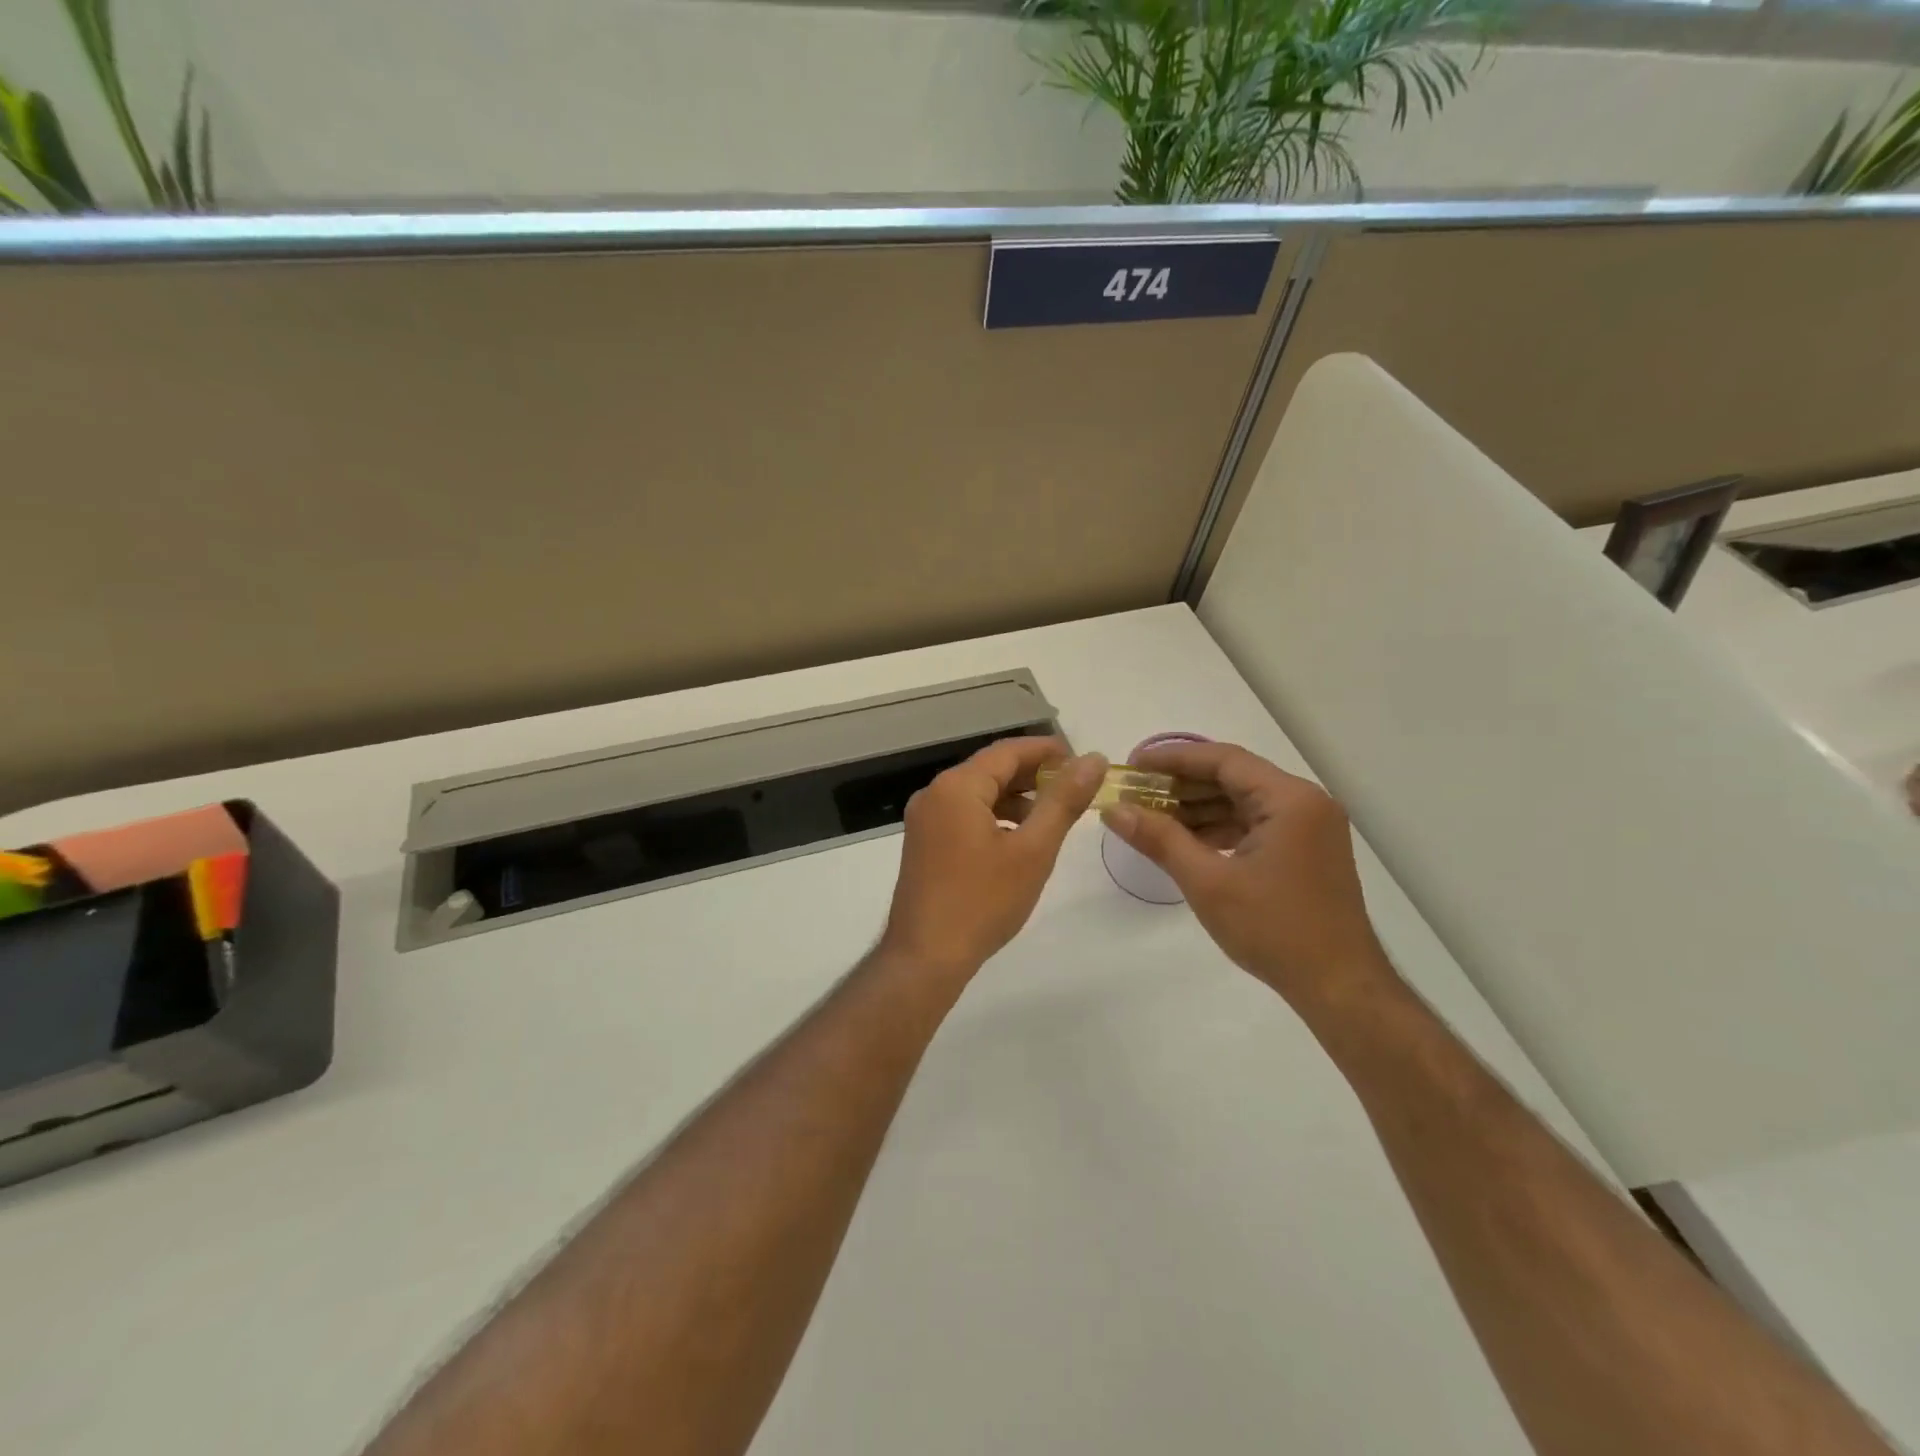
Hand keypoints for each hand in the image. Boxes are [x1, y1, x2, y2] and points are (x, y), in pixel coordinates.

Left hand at [878, 737, 1105, 978]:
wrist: (925, 957)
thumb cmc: (983, 901)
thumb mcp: (1033, 849)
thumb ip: (1064, 800)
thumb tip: (1093, 759)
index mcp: (957, 787)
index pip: (1008, 751)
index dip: (1047, 751)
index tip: (1082, 760)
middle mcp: (934, 794)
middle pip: (991, 770)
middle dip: (1033, 775)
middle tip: (1075, 788)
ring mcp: (924, 820)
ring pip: (978, 794)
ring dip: (1015, 798)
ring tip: (1052, 816)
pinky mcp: (923, 843)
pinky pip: (964, 815)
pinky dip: (994, 817)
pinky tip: (1018, 840)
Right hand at [1101, 741, 1395, 1012]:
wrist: (1339, 987)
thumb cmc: (1274, 929)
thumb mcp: (1207, 882)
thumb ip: (1159, 839)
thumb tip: (1112, 809)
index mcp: (1289, 799)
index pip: (1223, 760)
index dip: (1173, 759)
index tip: (1132, 766)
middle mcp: (1304, 802)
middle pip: (1233, 778)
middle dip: (1182, 785)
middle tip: (1136, 793)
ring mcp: (1309, 828)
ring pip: (1243, 802)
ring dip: (1198, 808)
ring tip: (1151, 817)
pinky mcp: (1306, 851)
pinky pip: (1255, 825)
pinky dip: (1220, 829)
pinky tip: (1186, 841)